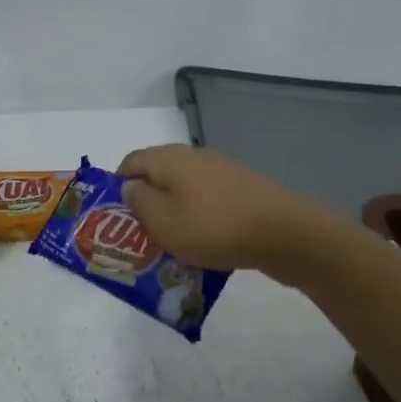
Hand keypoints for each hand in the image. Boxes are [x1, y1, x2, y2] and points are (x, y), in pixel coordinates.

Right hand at [117, 144, 333, 274]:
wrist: (285, 233)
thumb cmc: (213, 227)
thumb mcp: (163, 221)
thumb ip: (139, 202)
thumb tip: (130, 186)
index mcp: (169, 158)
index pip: (130, 162)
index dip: (117, 187)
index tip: (114, 219)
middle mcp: (194, 157)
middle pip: (158, 175)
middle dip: (146, 203)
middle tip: (141, 236)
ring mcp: (222, 172)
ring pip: (184, 190)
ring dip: (174, 213)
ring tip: (172, 245)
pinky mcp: (243, 190)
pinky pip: (209, 202)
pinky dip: (200, 219)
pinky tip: (205, 244)